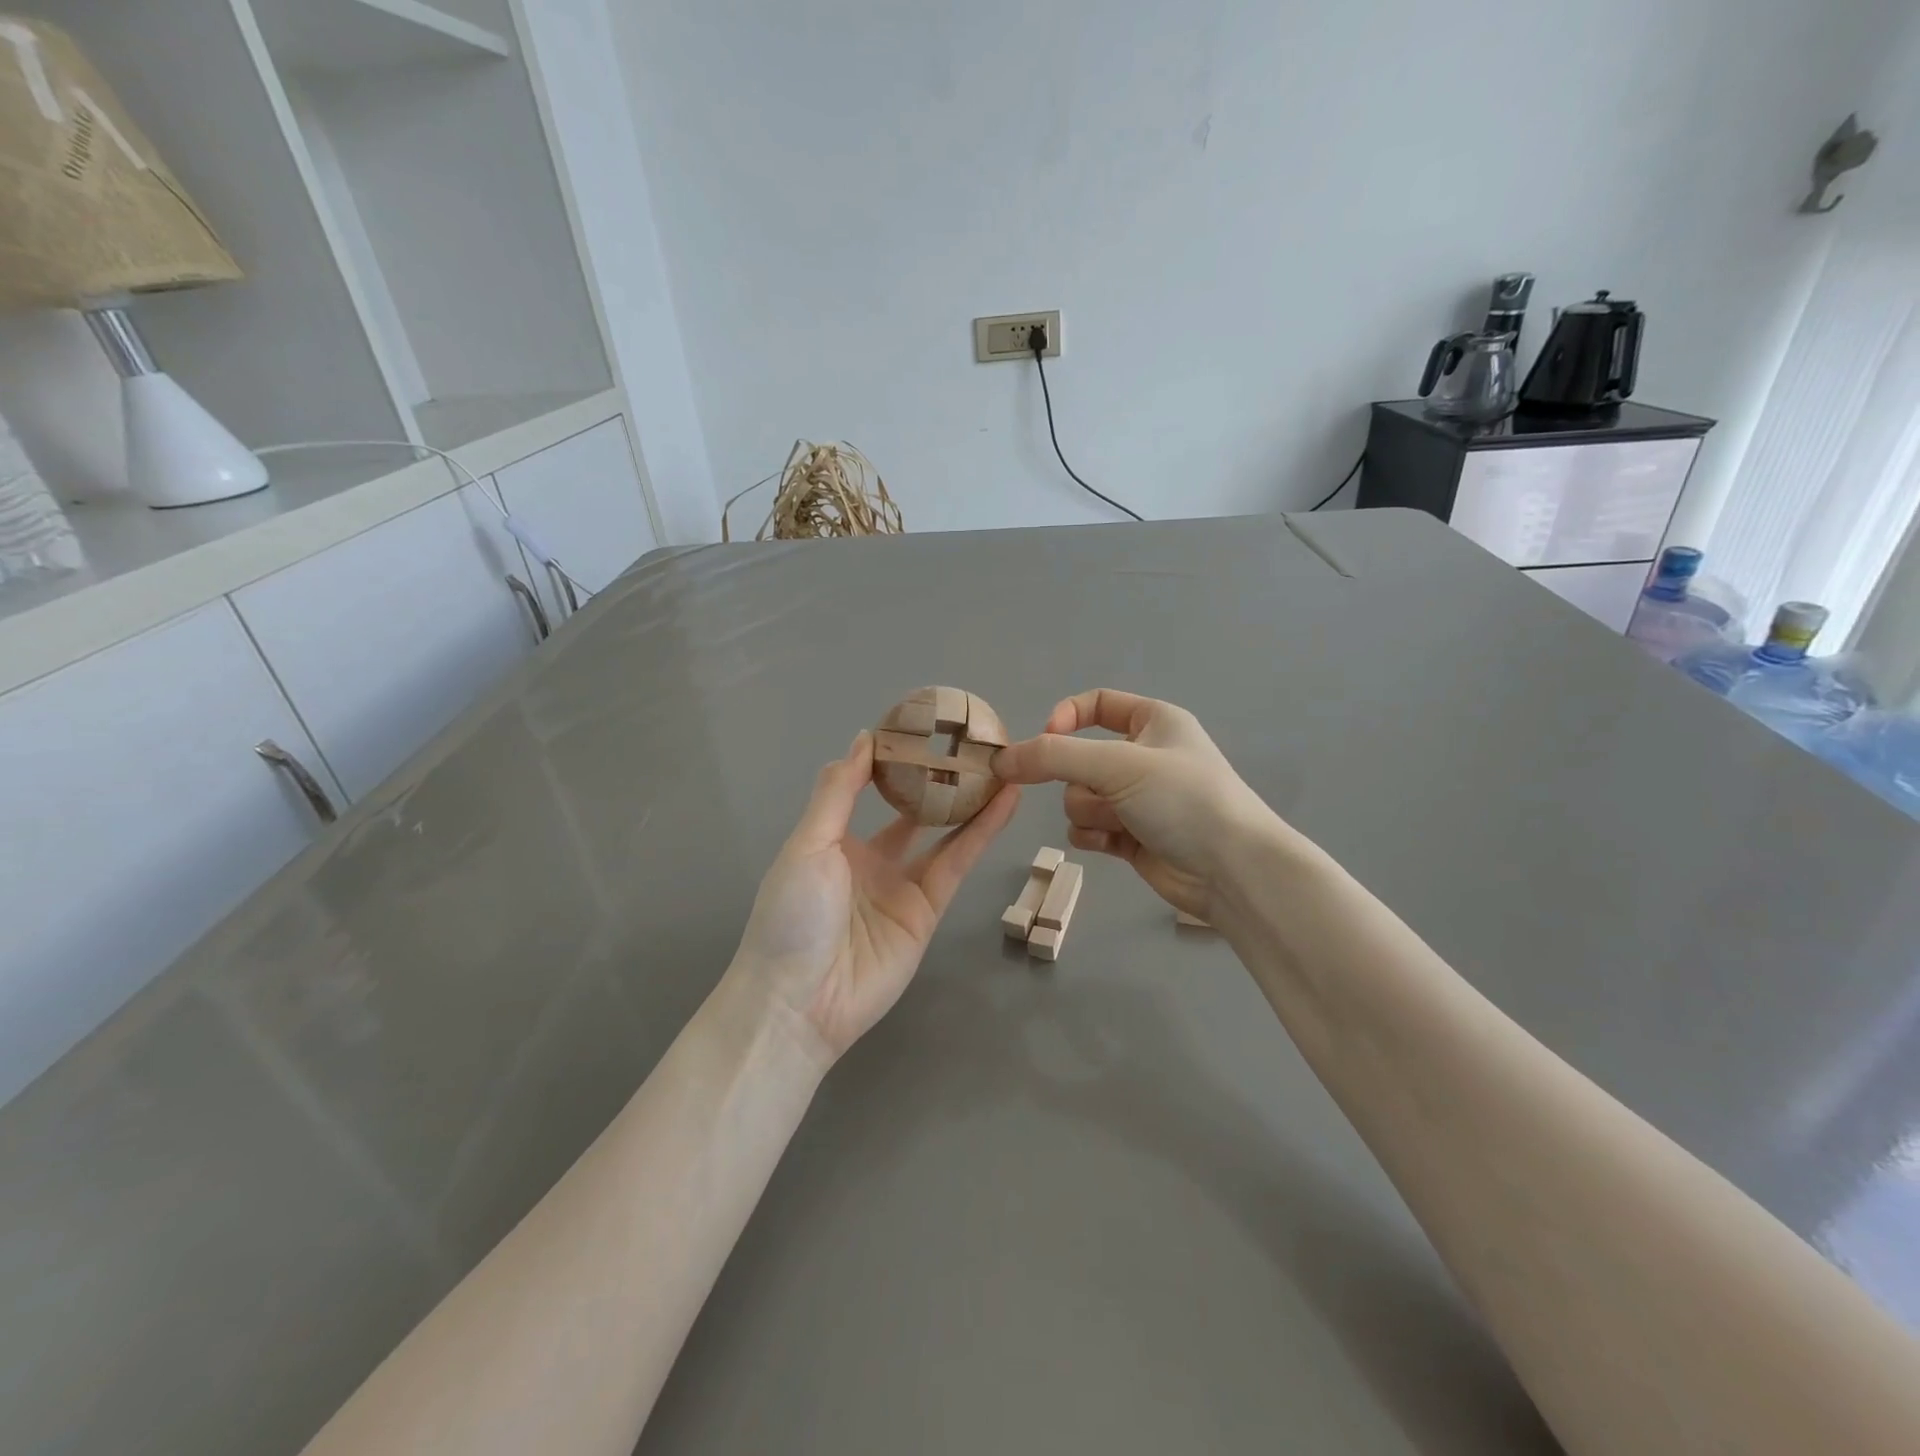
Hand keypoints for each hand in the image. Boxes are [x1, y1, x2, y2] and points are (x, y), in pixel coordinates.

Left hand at [730, 731, 1018, 1066]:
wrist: (800, 1002)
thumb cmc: (794, 914)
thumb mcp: (809, 844)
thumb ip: (839, 791)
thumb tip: (865, 738)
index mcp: (835, 840)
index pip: (869, 788)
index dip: (895, 760)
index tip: (924, 725)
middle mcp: (871, 859)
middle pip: (912, 810)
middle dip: (938, 779)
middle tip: (972, 743)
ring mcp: (902, 886)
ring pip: (943, 833)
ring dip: (970, 800)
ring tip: (1001, 764)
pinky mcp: (929, 911)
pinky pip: (957, 863)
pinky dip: (981, 833)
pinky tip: (1004, 802)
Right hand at [992, 690, 1279, 919]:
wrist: (1232, 871)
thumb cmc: (1182, 800)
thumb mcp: (1117, 764)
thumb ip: (1054, 757)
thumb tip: (1002, 759)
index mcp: (1154, 722)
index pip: (1096, 704)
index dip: (1065, 718)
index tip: (1046, 741)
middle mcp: (1145, 756)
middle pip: (1081, 757)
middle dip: (1081, 779)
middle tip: (1101, 792)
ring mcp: (1138, 799)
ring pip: (1080, 795)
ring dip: (1089, 810)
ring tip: (1118, 822)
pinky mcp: (1133, 836)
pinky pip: (1089, 827)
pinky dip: (1093, 834)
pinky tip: (1112, 843)